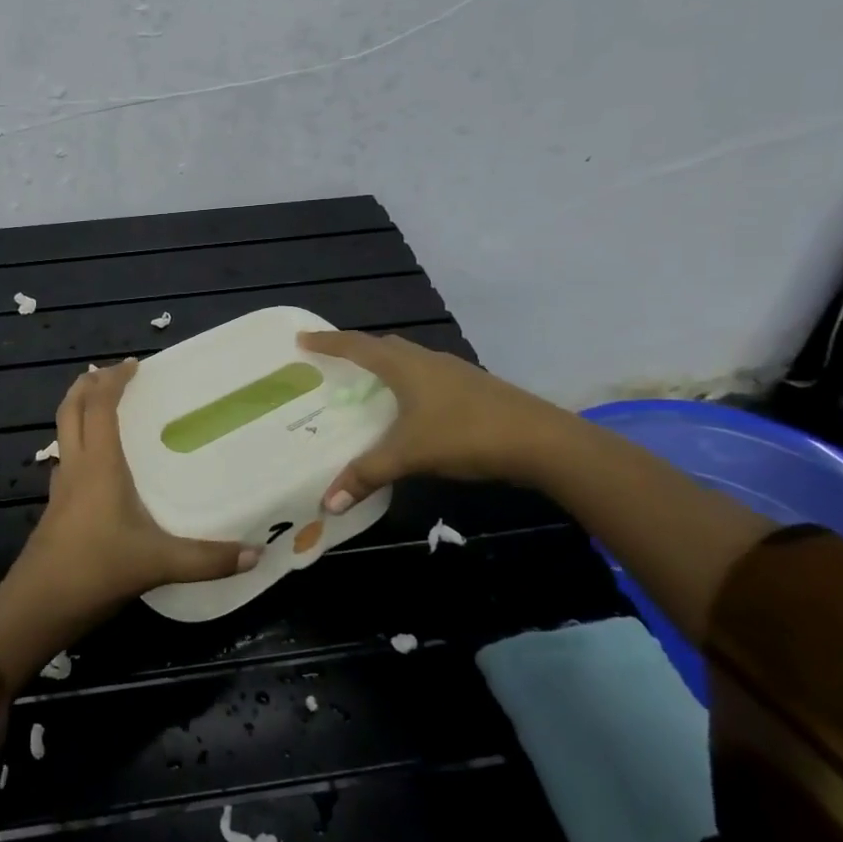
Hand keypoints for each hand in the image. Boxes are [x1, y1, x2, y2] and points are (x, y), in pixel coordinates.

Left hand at [15, 358, 259, 619]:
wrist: (38, 606)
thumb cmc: (95, 570)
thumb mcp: (158, 563)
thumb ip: (207, 559)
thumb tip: (256, 554)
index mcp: (98, 464)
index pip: (99, 405)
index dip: (113, 379)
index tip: (134, 364)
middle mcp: (76, 466)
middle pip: (71, 409)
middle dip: (88, 384)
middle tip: (113, 373)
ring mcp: (61, 487)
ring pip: (64, 432)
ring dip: (80, 410)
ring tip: (106, 407)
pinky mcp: (56, 507)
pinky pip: (67, 458)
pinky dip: (80, 442)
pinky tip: (100, 463)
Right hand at [297, 330, 576, 511]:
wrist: (541, 440)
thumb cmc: (465, 435)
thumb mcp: (409, 455)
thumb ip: (367, 475)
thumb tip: (327, 502)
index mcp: (404, 366)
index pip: (356, 346)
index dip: (327, 342)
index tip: (302, 339)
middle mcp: (426, 360)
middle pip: (383, 346)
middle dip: (356, 351)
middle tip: (333, 363)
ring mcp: (454, 372)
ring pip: (409, 360)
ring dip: (385, 367)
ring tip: (367, 386)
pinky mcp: (473, 388)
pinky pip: (428, 376)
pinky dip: (409, 384)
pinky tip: (412, 409)